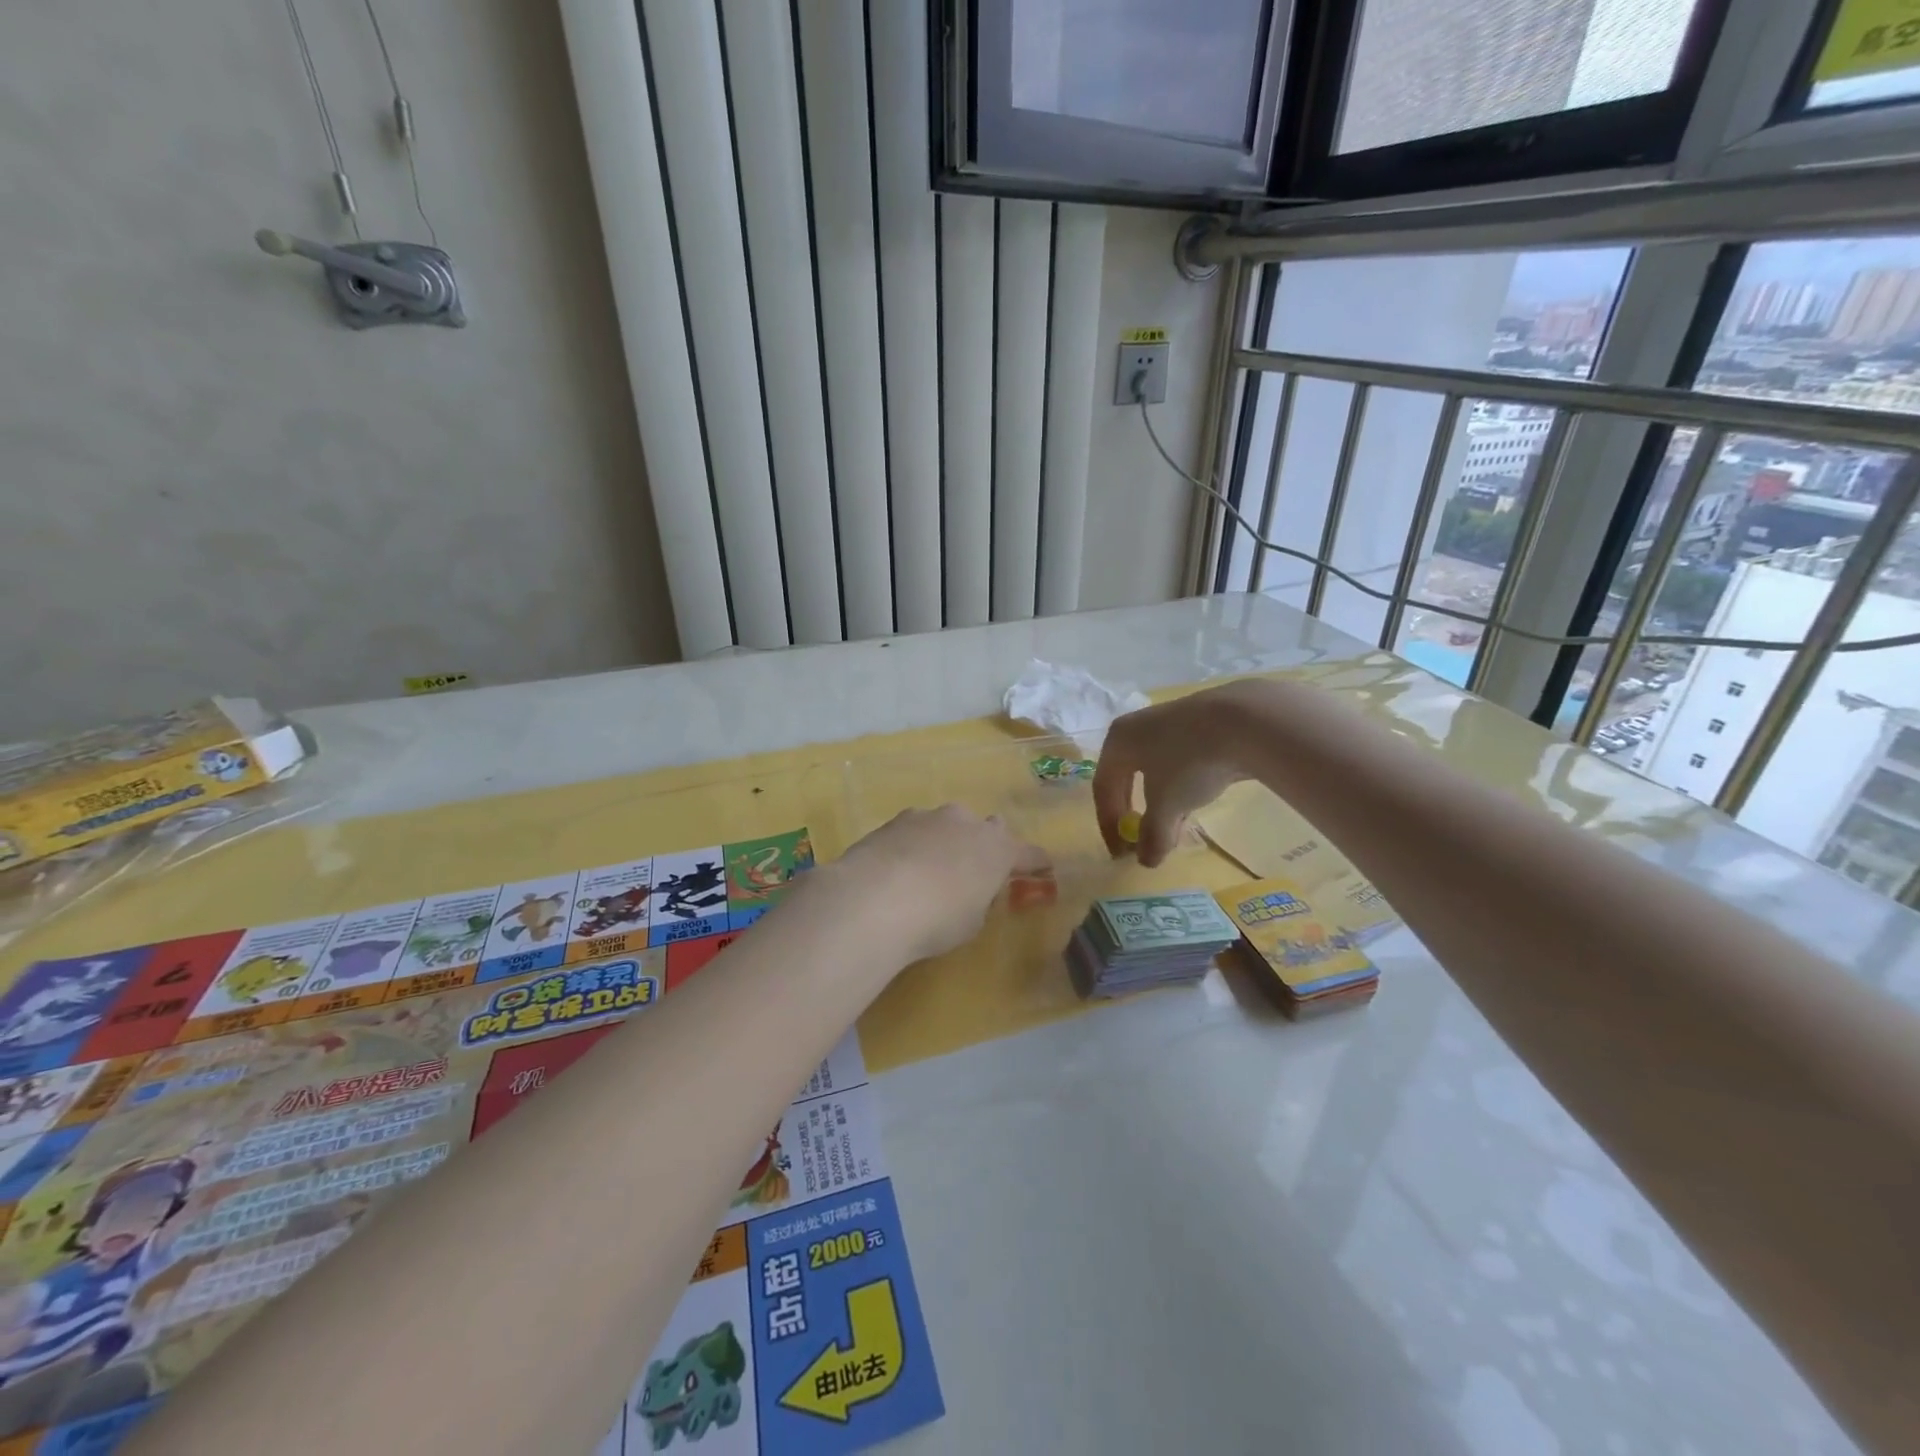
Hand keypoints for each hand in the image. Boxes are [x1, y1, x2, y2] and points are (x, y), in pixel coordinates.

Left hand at [827, 805, 1047, 962]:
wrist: (875, 899)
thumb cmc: (937, 919)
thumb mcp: (971, 921)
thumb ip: (978, 899)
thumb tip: (970, 889)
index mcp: (997, 849)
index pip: (1028, 853)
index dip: (1035, 862)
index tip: (1042, 866)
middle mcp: (967, 823)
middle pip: (986, 828)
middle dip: (984, 844)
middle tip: (975, 868)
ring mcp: (929, 817)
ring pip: (947, 824)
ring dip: (945, 841)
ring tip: (930, 870)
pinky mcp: (895, 820)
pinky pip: (915, 830)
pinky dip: (914, 844)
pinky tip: (900, 867)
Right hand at [1095, 683, 1261, 866]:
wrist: (1244, 720)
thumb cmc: (1188, 762)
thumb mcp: (1167, 806)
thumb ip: (1153, 834)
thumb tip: (1146, 861)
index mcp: (1118, 741)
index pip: (1103, 788)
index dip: (1109, 824)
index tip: (1122, 853)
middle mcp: (1137, 727)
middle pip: (1126, 778)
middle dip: (1133, 813)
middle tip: (1140, 840)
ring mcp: (1170, 722)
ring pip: (1155, 771)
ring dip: (1160, 803)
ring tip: (1173, 828)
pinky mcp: (1200, 723)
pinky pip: (1179, 762)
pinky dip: (1181, 787)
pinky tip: (1196, 802)